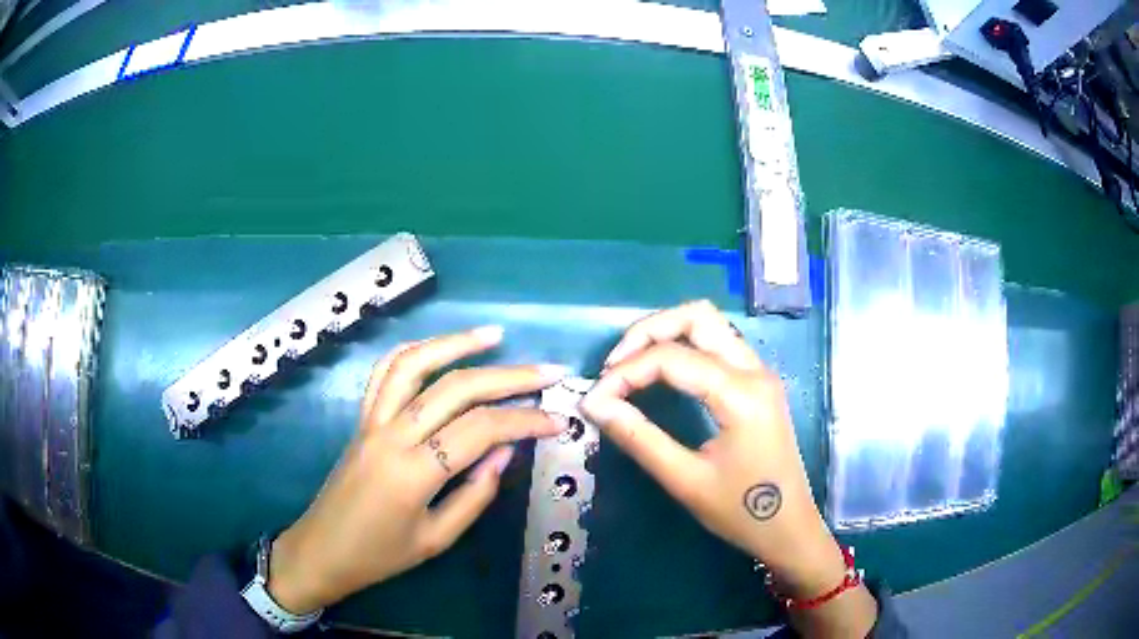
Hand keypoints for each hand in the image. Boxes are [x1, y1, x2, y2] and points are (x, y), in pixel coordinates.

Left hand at [267, 326, 567, 613]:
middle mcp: (391, 435)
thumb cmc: (379, 556)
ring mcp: (372, 421)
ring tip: (494, 335)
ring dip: (456, 343)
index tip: (558, 421)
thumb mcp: (436, 539)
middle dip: (509, 377)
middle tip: (548, 372)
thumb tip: (505, 451)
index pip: (480, 430)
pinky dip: (414, 351)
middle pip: (455, 388)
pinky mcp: (361, 418)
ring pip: (414, 363)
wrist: (321, 551)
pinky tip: (439, 348)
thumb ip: (475, 494)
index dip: (525, 421)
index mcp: (413, 473)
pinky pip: (385, 373)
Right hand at [581, 301, 875, 636]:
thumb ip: (638, 437)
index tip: (595, 398)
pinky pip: (718, 343)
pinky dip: (684, 345)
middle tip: (613, 367)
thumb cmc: (741, 512)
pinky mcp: (758, 382)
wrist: (789, 529)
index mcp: (741, 394)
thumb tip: (595, 404)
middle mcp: (754, 370)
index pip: (672, 358)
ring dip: (667, 333)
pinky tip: (662, 372)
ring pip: (710, 323)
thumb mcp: (685, 480)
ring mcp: (759, 373)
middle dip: (648, 332)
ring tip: (631, 365)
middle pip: (697, 316)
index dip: (625, 372)